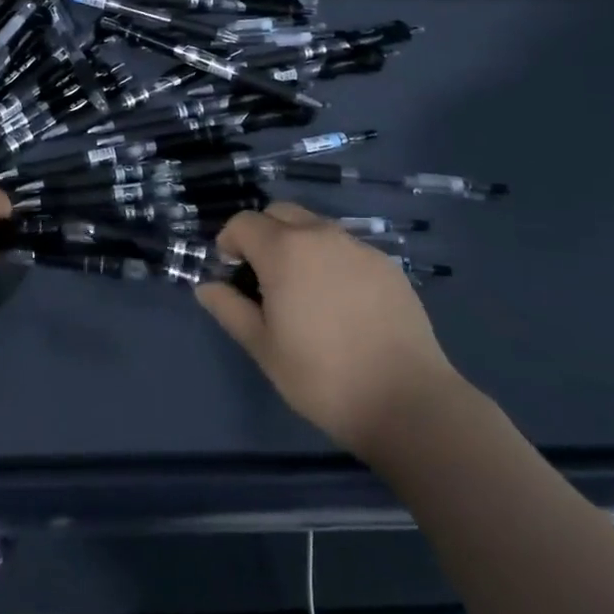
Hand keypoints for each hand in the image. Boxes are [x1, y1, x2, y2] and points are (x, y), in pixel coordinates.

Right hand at [196, 202, 461, 463]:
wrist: (407, 401)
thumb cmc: (322, 377)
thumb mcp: (263, 348)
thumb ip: (229, 309)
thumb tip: (206, 286)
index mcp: (284, 249)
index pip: (244, 222)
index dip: (229, 242)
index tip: (231, 273)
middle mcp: (320, 234)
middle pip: (280, 212)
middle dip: (263, 234)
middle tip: (264, 277)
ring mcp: (358, 246)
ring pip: (315, 227)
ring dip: (298, 244)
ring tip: (304, 291)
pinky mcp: (387, 264)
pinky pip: (346, 247)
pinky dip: (332, 260)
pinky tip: (341, 303)